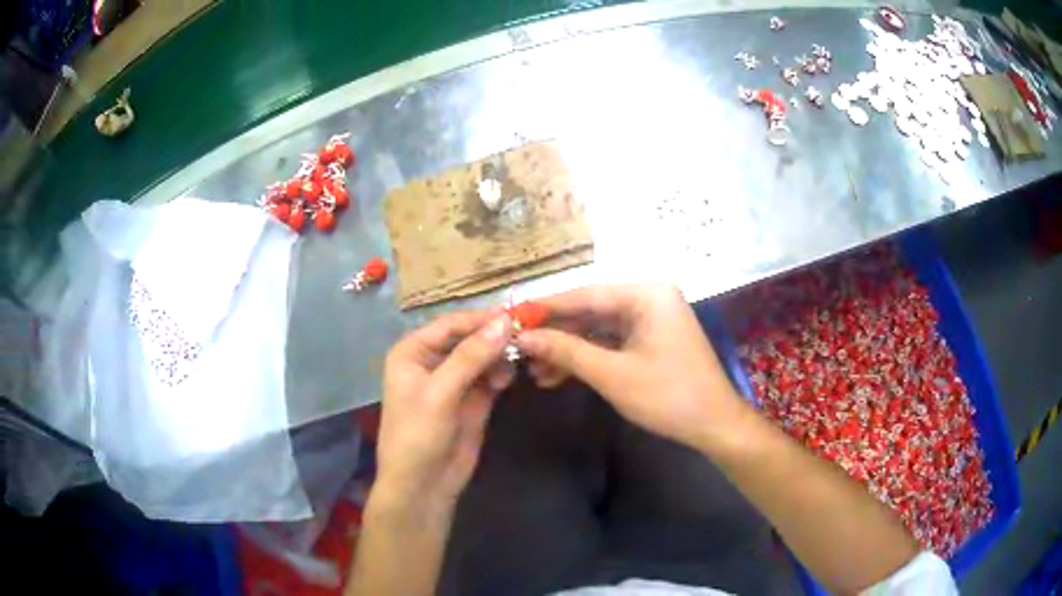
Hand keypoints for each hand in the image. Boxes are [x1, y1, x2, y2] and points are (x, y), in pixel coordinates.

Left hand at [375, 311, 514, 510]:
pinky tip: (507, 378)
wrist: (423, 485)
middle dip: (493, 337)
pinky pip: (489, 377)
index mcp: (413, 352)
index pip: (451, 324)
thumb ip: (471, 356)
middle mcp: (432, 361)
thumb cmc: (418, 435)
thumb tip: (504, 322)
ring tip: (515, 362)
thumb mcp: (440, 392)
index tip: (515, 316)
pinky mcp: (471, 400)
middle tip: (524, 337)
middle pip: (468, 337)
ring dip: (499, 356)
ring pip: (482, 356)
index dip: (481, 319)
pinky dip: (500, 374)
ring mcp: (454, 381)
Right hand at [515, 284, 744, 449]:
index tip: (512, 317)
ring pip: (597, 330)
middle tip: (520, 350)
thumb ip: (566, 350)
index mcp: (647, 294)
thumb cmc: (668, 396)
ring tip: (534, 371)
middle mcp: (649, 299)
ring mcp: (650, 320)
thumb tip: (524, 337)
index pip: (586, 294)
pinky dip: (587, 359)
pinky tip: (558, 376)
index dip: (546, 308)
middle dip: (556, 334)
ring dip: (568, 350)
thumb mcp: (612, 374)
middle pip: (590, 311)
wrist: (713, 425)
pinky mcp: (650, 341)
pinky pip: (611, 343)